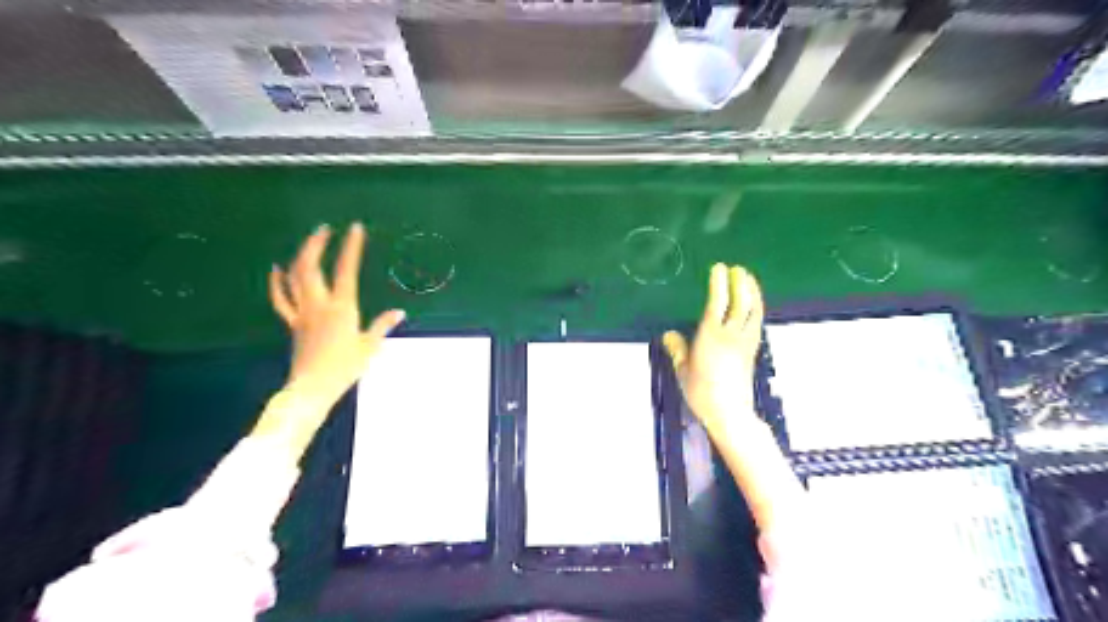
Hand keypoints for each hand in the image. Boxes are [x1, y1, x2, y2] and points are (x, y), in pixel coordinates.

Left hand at [267, 224, 406, 406]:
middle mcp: (319, 304)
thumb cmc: (345, 367)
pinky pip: (281, 299)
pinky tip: (276, 269)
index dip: (351, 247)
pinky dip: (277, 282)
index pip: (346, 270)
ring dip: (300, 256)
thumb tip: (399, 312)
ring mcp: (302, 312)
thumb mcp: (370, 346)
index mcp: (342, 307)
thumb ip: (382, 325)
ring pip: (294, 278)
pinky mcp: (293, 323)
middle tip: (324, 229)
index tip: (355, 229)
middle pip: (310, 266)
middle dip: (316, 244)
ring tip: (309, 242)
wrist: (313, 387)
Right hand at [666, 264, 762, 435]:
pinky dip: (756, 308)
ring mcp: (745, 342)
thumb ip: (677, 349)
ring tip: (749, 280)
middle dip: (741, 283)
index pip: (717, 302)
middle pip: (740, 302)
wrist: (729, 412)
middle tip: (738, 269)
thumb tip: (668, 334)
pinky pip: (756, 322)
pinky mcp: (753, 351)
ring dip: (753, 292)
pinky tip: (754, 306)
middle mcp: (731, 334)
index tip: (719, 268)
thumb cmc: (701, 391)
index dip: (719, 283)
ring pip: (753, 311)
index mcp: (711, 335)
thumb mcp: (683, 370)